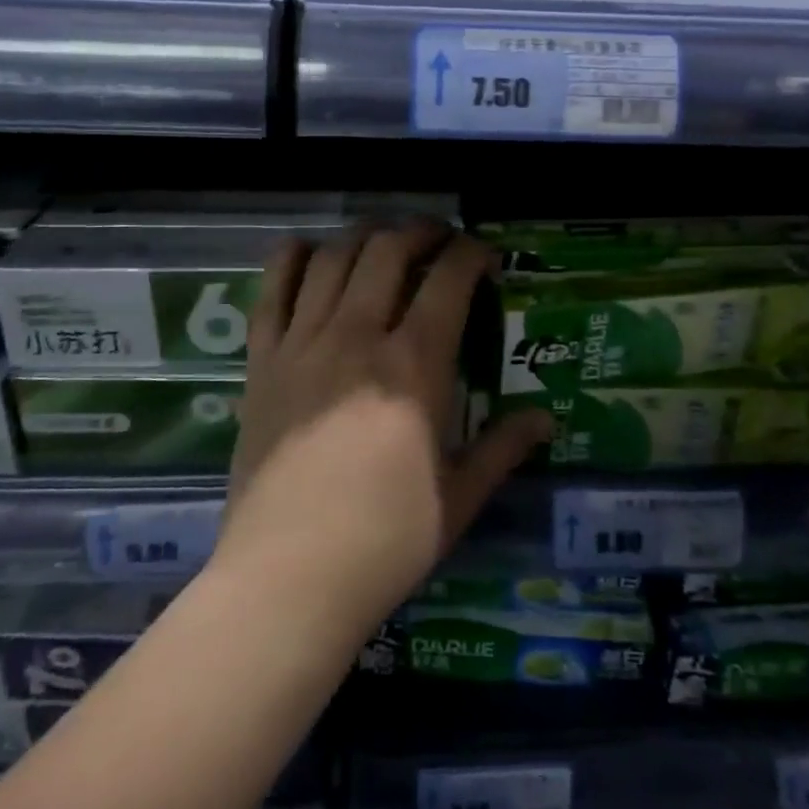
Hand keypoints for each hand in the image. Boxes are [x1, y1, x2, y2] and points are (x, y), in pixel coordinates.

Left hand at [215, 222, 552, 635]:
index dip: (472, 254)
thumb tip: (546, 419)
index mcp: (414, 365)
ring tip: (382, 241)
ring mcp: (303, 343)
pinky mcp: (262, 361)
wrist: (287, 577)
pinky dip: (291, 258)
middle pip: (388, 251)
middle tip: (438, 240)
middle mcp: (358, 336)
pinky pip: (272, 290)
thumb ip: (503, 448)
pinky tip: (308, 252)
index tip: (484, 258)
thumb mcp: (459, 498)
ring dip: (363, 236)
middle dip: (421, 232)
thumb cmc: (385, 541)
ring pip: (333, 257)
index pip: (449, 279)